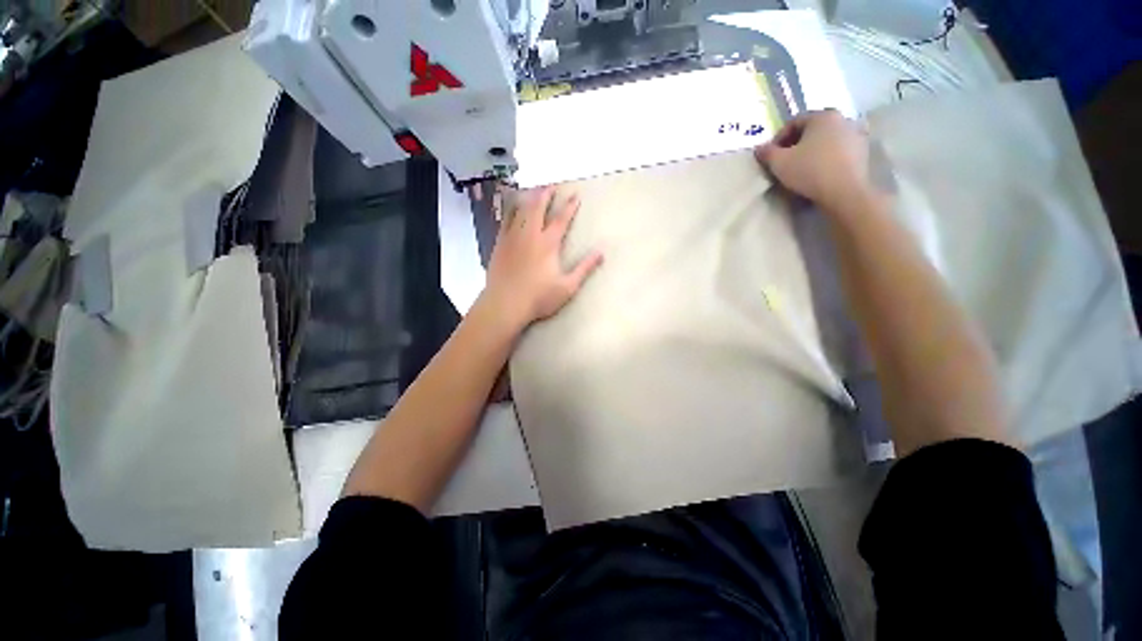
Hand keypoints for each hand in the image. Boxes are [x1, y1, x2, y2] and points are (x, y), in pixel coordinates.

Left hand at [482, 187, 603, 327]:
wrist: (505, 304)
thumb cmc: (539, 297)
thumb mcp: (567, 286)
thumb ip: (584, 268)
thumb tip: (601, 252)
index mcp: (548, 244)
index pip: (561, 219)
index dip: (570, 206)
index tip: (576, 195)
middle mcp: (530, 235)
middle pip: (537, 208)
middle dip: (546, 194)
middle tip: (551, 185)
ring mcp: (512, 238)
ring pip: (520, 211)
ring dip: (529, 199)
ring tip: (534, 191)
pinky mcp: (500, 245)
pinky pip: (505, 221)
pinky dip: (511, 211)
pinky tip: (512, 208)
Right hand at [755, 110, 881, 212]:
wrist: (844, 191)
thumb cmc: (809, 171)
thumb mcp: (779, 163)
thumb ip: (766, 153)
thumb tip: (759, 148)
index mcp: (822, 116)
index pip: (793, 122)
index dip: (778, 139)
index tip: (771, 156)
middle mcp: (842, 118)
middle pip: (811, 129)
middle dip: (796, 144)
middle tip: (784, 162)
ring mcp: (855, 134)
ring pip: (826, 140)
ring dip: (812, 150)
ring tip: (802, 168)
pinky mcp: (863, 151)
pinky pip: (839, 150)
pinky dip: (827, 157)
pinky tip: (819, 172)